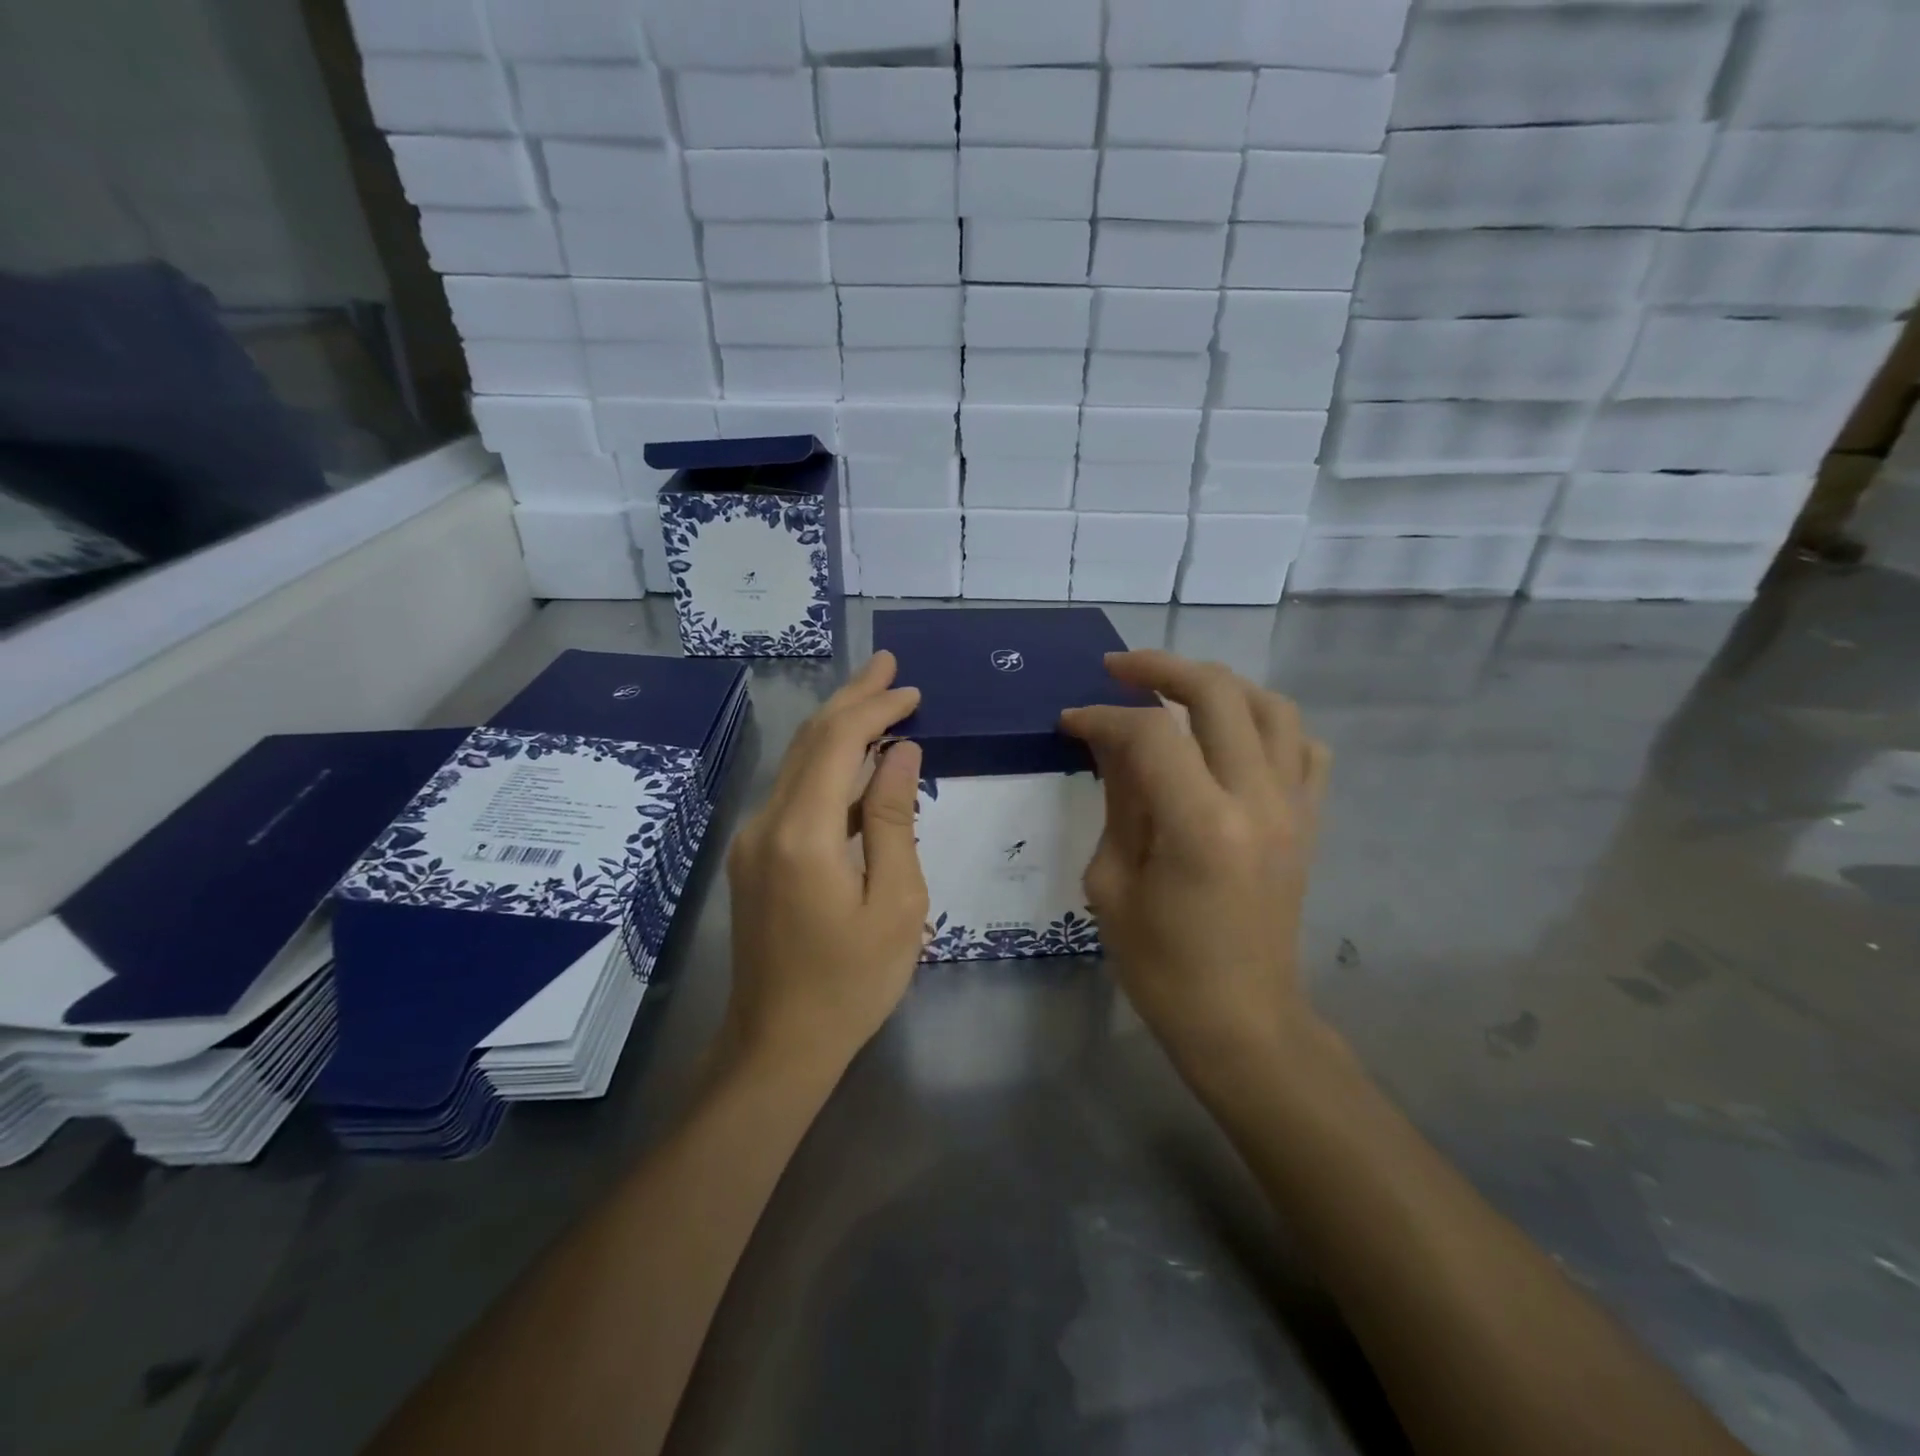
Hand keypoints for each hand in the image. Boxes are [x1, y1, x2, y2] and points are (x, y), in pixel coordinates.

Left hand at [724, 652, 927, 1074]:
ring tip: (879, 699)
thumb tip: (900, 753)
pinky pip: (794, 794)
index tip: (912, 690)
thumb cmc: (852, 982)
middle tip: (889, 665)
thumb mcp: (896, 903)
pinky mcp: (755, 858)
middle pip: (809, 740)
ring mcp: (753, 840)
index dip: (874, 707)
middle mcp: (766, 824)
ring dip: (838, 728)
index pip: (836, 742)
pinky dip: (828, 768)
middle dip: (852, 698)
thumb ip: (894, 820)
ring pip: (797, 763)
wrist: (778, 1045)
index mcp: (802, 834)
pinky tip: (859, 765)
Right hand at [1061, 651, 1330, 1075]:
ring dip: (1219, 685)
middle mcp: (1258, 801)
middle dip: (1161, 668)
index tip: (1071, 720)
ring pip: (1271, 706)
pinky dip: (1268, 723)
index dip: (1103, 715)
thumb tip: (1112, 744)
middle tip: (1118, 669)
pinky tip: (1234, 734)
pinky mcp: (1310, 822)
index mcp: (1201, 825)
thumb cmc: (1162, 965)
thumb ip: (1119, 801)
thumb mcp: (1113, 883)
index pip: (1150, 734)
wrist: (1243, 1019)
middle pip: (1218, 693)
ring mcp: (1295, 808)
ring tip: (1176, 689)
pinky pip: (1304, 747)